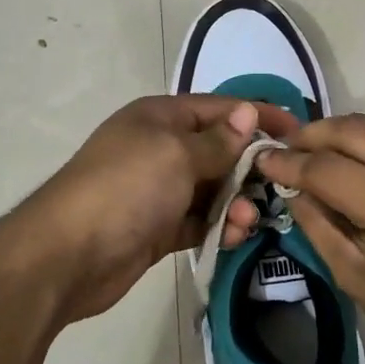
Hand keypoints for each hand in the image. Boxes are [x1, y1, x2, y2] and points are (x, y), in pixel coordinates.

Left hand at [14, 95, 300, 324]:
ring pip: (211, 189)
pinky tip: (234, 236)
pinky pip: (199, 220)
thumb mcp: (176, 155)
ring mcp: (158, 190)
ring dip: (235, 201)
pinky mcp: (157, 228)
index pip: (220, 109)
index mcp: (160, 118)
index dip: (258, 116)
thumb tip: (246, 115)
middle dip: (249, 166)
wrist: (67, 254)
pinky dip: (218, 226)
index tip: (297, 130)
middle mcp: (160, 148)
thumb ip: (217, 141)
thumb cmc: (126, 188)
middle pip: (218, 149)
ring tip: (248, 220)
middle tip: (279, 184)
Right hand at [254, 116, 364, 363]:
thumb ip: (317, 222)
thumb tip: (290, 181)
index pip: (328, 169)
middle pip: (357, 129)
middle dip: (317, 133)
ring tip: (354, 174)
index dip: (290, 161)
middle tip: (294, 144)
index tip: (266, 157)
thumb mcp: (355, 278)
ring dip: (362, 147)